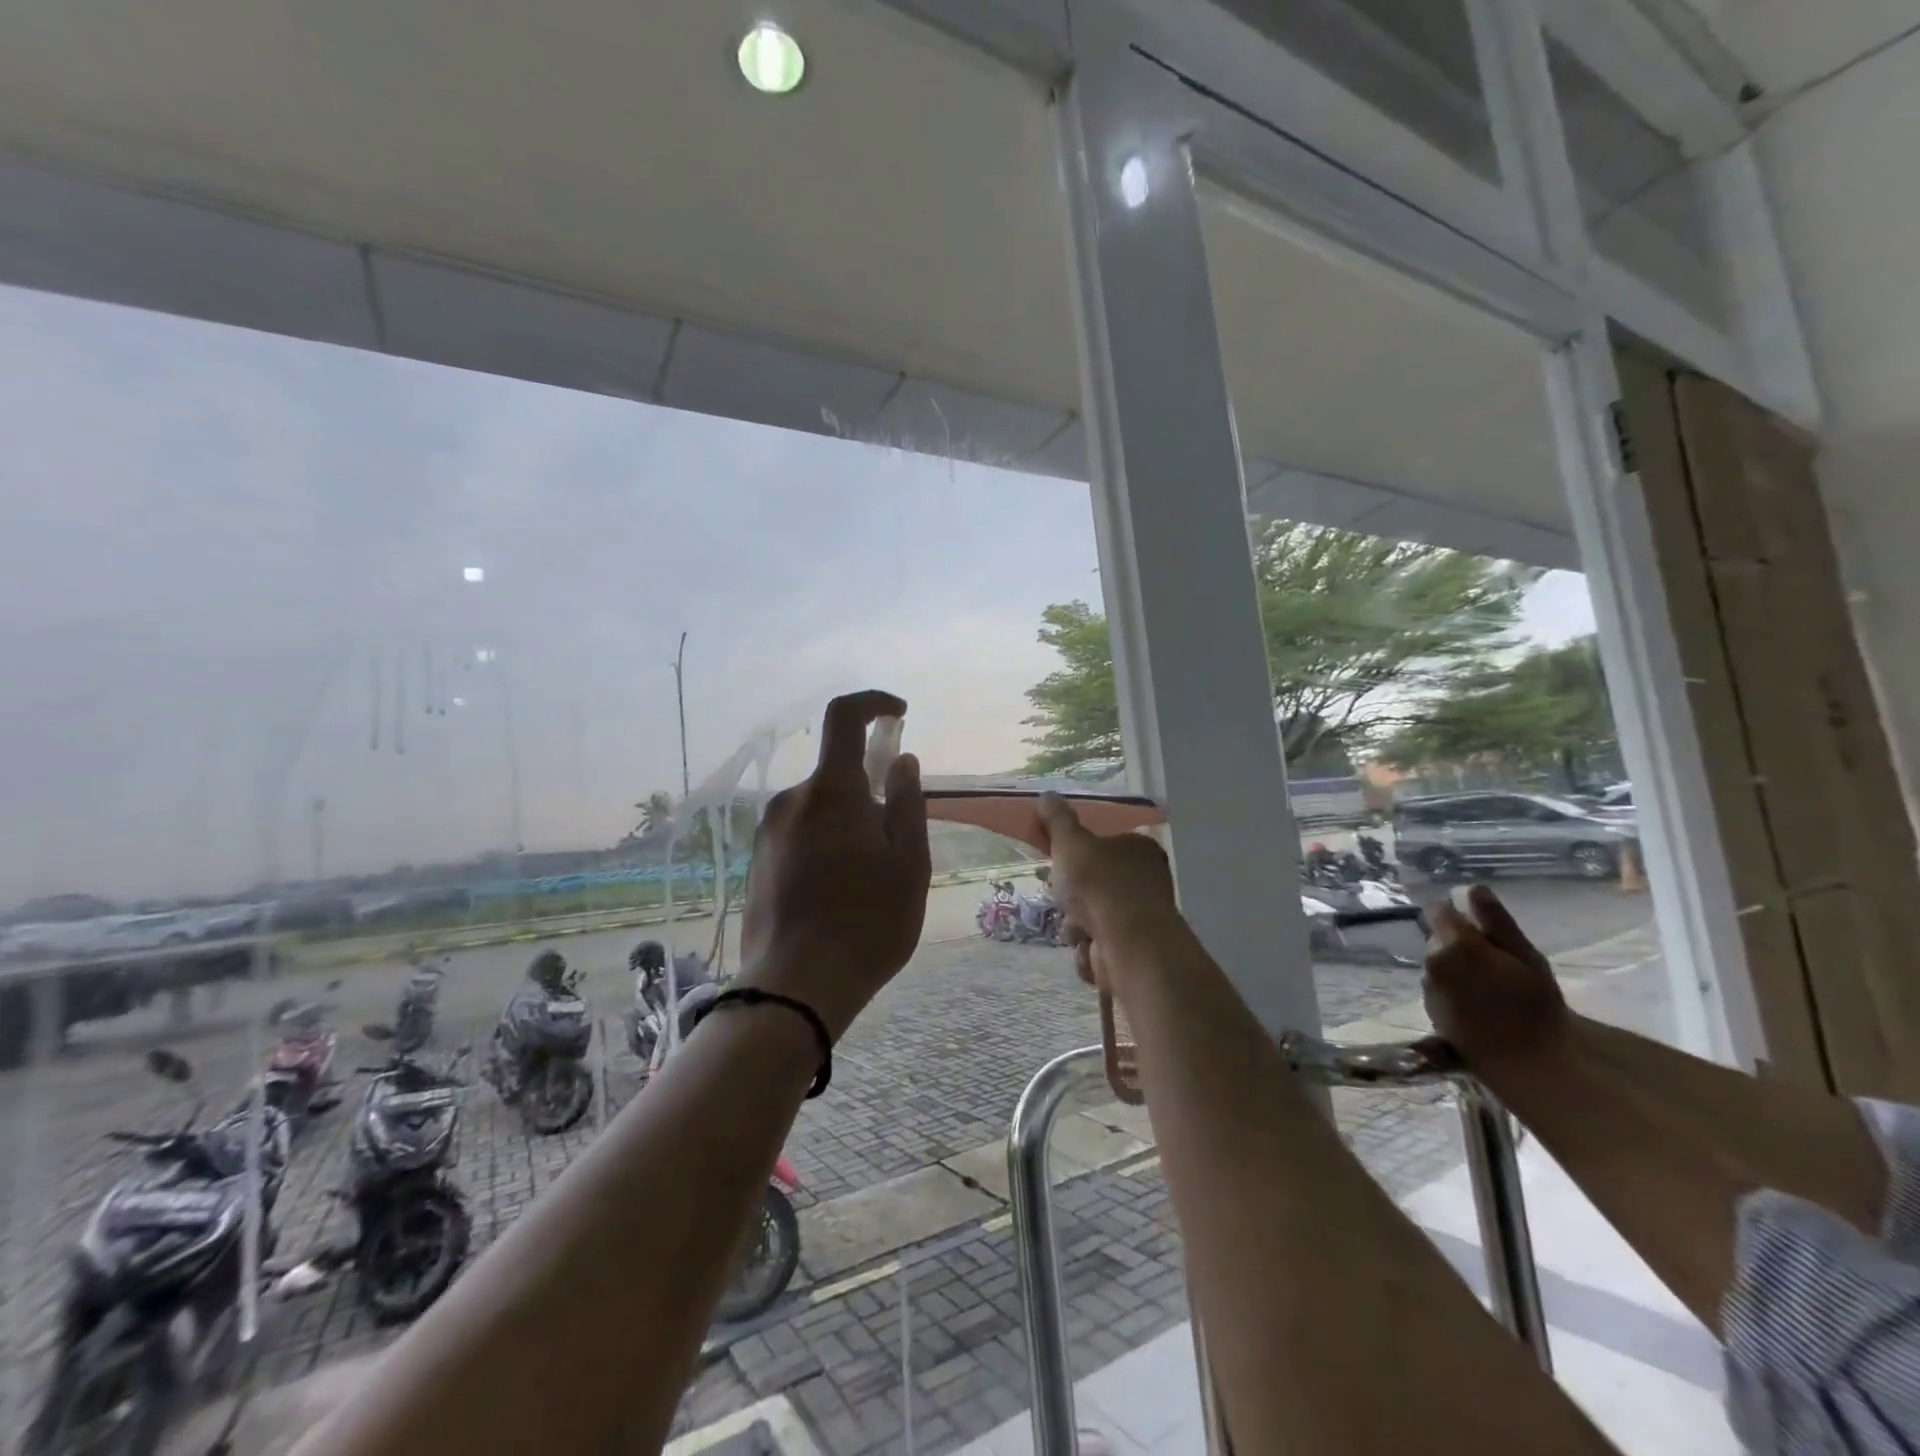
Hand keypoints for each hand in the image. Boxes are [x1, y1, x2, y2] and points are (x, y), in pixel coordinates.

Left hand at [738, 691, 929, 1039]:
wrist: (794, 988)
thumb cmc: (866, 923)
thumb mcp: (908, 862)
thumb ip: (907, 803)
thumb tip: (901, 760)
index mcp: (830, 791)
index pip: (843, 717)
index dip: (873, 704)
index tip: (899, 716)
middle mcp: (791, 800)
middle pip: (837, 774)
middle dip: (871, 793)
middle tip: (895, 846)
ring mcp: (768, 832)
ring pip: (821, 808)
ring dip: (849, 824)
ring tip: (869, 881)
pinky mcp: (759, 861)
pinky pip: (802, 833)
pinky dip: (827, 844)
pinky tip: (839, 894)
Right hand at [1035, 795, 1180, 994]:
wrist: (1128, 946)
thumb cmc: (1100, 885)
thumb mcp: (1071, 843)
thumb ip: (1058, 821)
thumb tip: (1047, 795)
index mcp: (1140, 849)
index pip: (1105, 844)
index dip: (1078, 854)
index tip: (1058, 862)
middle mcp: (1146, 881)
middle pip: (1093, 884)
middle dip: (1072, 896)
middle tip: (1062, 895)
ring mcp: (1141, 918)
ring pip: (1090, 917)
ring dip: (1076, 925)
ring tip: (1078, 927)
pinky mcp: (1134, 951)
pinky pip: (1097, 947)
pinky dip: (1088, 951)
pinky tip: (1089, 948)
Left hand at [1422, 885, 1571, 1070]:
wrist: (1529, 1062)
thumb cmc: (1537, 1006)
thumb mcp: (1526, 957)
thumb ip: (1496, 920)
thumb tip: (1472, 888)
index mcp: (1454, 944)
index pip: (1437, 910)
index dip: (1455, 912)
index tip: (1478, 925)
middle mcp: (1432, 961)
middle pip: (1438, 937)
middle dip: (1458, 941)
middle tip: (1496, 961)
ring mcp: (1427, 986)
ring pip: (1436, 961)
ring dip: (1454, 964)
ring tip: (1490, 985)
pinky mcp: (1429, 1009)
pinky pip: (1437, 985)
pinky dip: (1451, 986)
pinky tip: (1478, 1003)